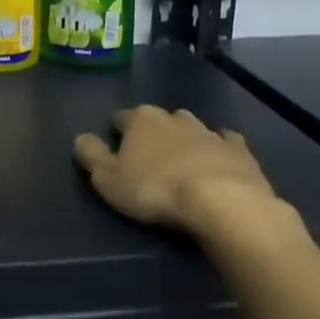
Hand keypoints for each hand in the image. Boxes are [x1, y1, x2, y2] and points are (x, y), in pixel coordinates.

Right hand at [75, 106, 276, 233]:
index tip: (115, 145)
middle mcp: (174, 117)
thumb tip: (80, 138)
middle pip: (158, 118)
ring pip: (192, 127)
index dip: (117, 130)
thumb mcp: (108, 179)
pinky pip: (226, 141)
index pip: (121, 117)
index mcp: (141, 120)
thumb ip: (91, 156)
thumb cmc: (155, 190)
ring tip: (182, 158)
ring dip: (185, 138)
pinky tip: (219, 157)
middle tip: (149, 154)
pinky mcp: (239, 149)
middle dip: (153, 131)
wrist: (222, 201)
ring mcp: (209, 131)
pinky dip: (220, 146)